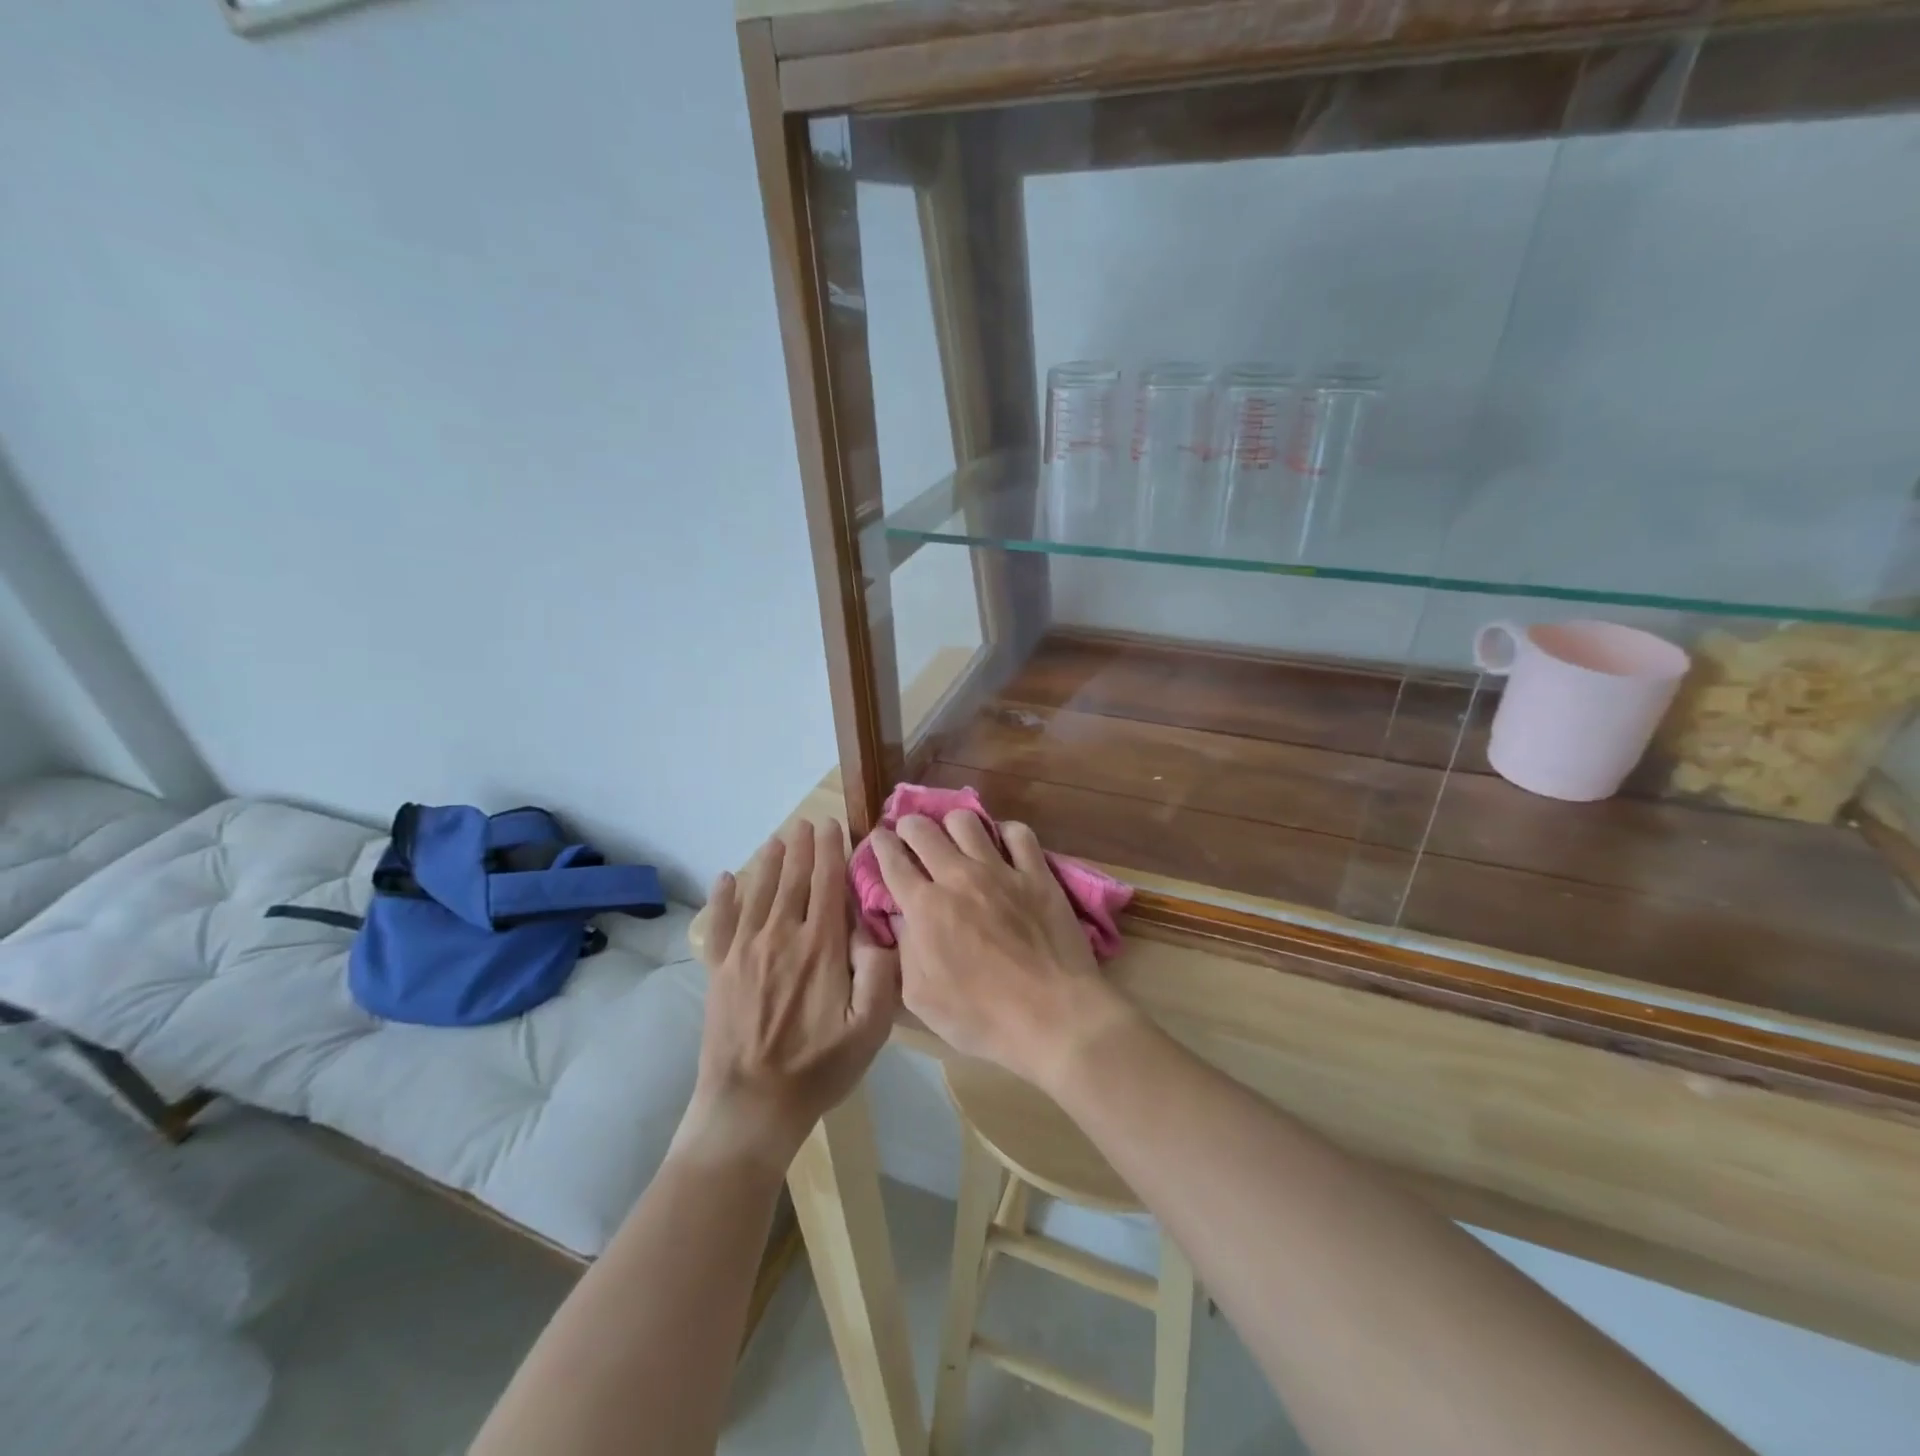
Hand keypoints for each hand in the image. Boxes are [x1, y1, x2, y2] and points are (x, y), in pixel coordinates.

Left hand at [683, 819, 899, 1169]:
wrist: (751, 1105)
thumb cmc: (819, 1068)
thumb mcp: (870, 1029)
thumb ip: (880, 973)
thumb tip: (875, 928)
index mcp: (820, 947)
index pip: (827, 884)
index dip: (831, 851)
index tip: (833, 826)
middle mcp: (781, 936)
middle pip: (792, 879)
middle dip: (802, 847)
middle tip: (807, 823)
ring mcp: (744, 951)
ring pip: (758, 892)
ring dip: (768, 861)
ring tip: (777, 839)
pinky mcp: (718, 970)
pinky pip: (720, 922)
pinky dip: (723, 897)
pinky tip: (726, 879)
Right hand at [868, 812, 1134, 1091]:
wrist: (1053, 1017)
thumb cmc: (982, 1018)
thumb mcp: (920, 998)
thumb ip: (904, 951)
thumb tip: (900, 918)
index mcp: (925, 907)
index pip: (892, 860)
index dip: (881, 844)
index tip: (879, 838)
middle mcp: (958, 877)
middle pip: (923, 829)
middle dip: (909, 825)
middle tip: (910, 833)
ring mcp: (1001, 871)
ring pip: (966, 821)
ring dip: (952, 824)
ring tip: (954, 836)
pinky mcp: (1037, 874)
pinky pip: (1018, 833)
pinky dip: (1005, 833)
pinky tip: (1003, 845)